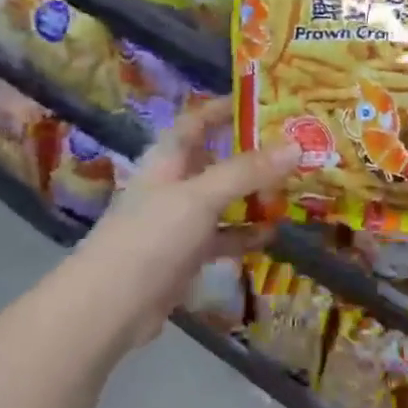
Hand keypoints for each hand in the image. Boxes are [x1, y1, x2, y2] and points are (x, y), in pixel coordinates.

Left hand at [69, 101, 298, 351]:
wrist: (110, 306)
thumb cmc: (151, 236)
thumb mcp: (200, 196)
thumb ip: (247, 171)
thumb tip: (296, 145)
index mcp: (168, 158)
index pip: (197, 120)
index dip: (225, 107)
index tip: (264, 100)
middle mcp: (175, 183)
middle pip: (217, 158)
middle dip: (253, 153)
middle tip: (296, 146)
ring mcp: (181, 220)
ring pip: (225, 198)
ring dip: (255, 194)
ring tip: (296, 187)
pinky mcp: (188, 254)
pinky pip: (224, 235)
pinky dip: (246, 233)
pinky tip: (274, 233)